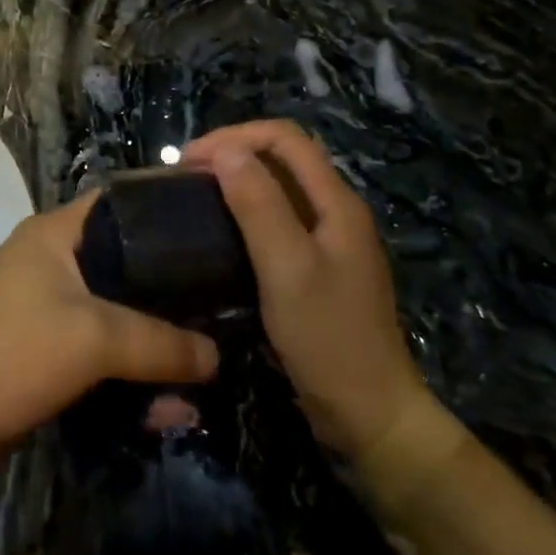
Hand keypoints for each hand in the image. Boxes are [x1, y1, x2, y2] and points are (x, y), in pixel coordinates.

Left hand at [0, 193, 218, 489]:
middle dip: (172, 291)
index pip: (120, 203)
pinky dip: (131, 380)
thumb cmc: (11, 354)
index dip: (166, 210)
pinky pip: (101, 359)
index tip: (217, 227)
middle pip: (125, 265)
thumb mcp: (94, 338)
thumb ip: (161, 342)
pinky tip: (171, 412)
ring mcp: (47, 312)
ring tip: (208, 373)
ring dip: (156, 347)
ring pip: (117, 319)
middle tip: (226, 304)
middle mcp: (51, 264)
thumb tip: (217, 355)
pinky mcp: (46, 357)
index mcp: (55, 235)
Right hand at [184, 121, 449, 483]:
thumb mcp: (288, 268)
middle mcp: (335, 212)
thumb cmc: (328, 339)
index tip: (189, 161)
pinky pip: (277, 222)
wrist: (371, 417)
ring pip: (278, 189)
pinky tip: (219, 233)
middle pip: (282, 158)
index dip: (235, 136)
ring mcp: (328, 242)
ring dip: (236, 182)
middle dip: (232, 154)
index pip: (284, 138)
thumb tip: (225, 150)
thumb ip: (259, 205)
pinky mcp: (316, 269)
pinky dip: (244, 213)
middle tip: (185, 176)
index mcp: (336, 202)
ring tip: (194, 197)